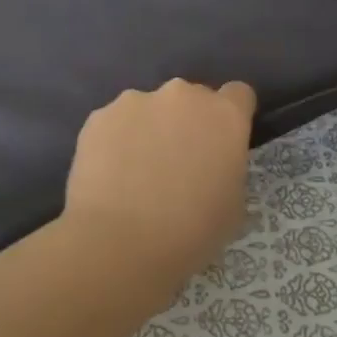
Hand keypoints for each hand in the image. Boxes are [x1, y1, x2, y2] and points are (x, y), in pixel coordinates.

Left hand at [63, 79, 257, 284]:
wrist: (120, 242)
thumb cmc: (191, 231)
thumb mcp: (233, 206)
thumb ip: (227, 169)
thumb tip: (211, 167)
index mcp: (224, 115)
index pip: (238, 95)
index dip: (230, 117)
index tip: (221, 143)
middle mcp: (182, 96)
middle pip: (190, 99)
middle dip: (187, 123)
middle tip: (176, 163)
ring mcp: (136, 101)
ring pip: (149, 109)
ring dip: (149, 129)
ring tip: (135, 172)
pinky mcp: (98, 116)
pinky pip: (114, 123)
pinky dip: (116, 141)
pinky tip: (110, 175)